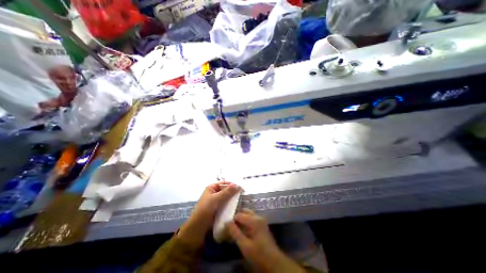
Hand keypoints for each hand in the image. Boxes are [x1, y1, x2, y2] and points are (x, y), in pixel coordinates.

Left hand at [178, 181, 238, 246]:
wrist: (196, 230)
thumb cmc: (204, 211)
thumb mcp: (215, 199)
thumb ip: (227, 192)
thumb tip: (238, 185)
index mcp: (212, 188)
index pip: (224, 183)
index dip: (232, 184)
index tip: (241, 188)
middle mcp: (215, 193)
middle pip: (227, 190)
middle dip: (234, 192)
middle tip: (243, 195)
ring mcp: (217, 202)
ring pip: (227, 198)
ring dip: (233, 199)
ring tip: (242, 202)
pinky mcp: (219, 210)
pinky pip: (227, 205)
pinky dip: (231, 206)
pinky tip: (237, 208)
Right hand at [227, 210, 301, 271]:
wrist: (274, 261)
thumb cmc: (258, 254)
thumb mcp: (244, 245)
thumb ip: (235, 232)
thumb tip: (227, 222)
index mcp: (254, 220)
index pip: (239, 215)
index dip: (232, 220)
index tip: (226, 227)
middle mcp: (258, 216)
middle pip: (244, 211)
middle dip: (237, 217)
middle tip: (231, 226)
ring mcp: (261, 219)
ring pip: (248, 214)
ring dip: (241, 218)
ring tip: (235, 227)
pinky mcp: (262, 224)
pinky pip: (252, 217)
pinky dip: (246, 221)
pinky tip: (243, 229)